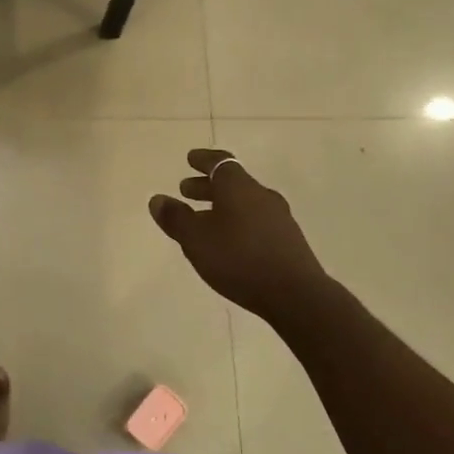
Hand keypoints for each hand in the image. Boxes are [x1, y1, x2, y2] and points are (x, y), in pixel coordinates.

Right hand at [149, 149, 328, 322]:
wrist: (295, 294)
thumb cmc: (238, 259)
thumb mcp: (196, 240)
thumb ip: (176, 218)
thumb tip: (158, 199)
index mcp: (238, 187)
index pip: (220, 163)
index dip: (203, 160)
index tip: (190, 159)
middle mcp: (261, 195)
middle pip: (232, 183)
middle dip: (207, 186)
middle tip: (186, 191)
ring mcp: (278, 217)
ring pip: (244, 203)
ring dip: (221, 206)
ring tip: (203, 220)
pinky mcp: (287, 240)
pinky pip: (255, 221)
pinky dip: (236, 222)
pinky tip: (228, 242)